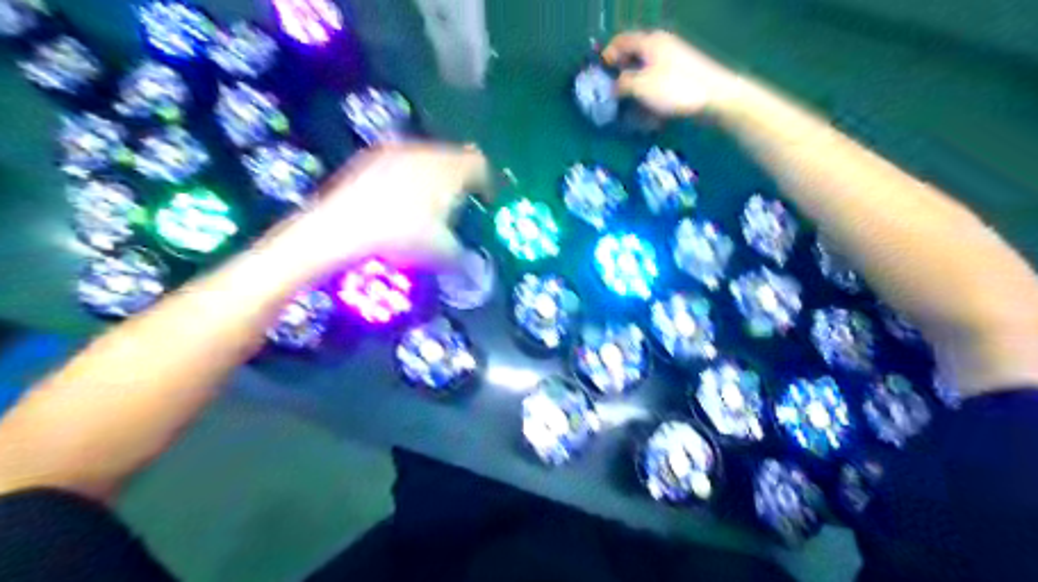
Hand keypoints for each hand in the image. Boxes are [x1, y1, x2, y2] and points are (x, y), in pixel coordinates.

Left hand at [280, 143, 491, 272]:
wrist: (340, 227)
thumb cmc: (401, 236)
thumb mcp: (442, 252)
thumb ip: (464, 256)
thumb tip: (475, 266)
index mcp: (449, 169)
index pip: (479, 165)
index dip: (486, 184)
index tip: (483, 204)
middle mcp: (426, 152)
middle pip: (454, 157)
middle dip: (460, 180)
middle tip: (456, 207)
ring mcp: (396, 150)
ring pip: (427, 158)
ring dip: (434, 177)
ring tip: (426, 205)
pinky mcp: (371, 156)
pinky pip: (402, 161)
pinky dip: (408, 177)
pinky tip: (397, 201)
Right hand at [600, 30, 736, 118]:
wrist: (716, 97)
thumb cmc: (674, 88)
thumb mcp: (640, 86)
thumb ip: (621, 84)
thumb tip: (612, 87)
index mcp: (650, 42)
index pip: (621, 41)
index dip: (607, 54)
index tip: (599, 73)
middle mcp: (661, 47)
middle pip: (633, 57)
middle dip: (620, 75)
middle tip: (611, 94)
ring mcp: (673, 62)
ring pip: (645, 74)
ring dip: (634, 90)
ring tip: (628, 109)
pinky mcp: (682, 79)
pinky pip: (658, 85)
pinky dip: (649, 97)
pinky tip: (648, 115)